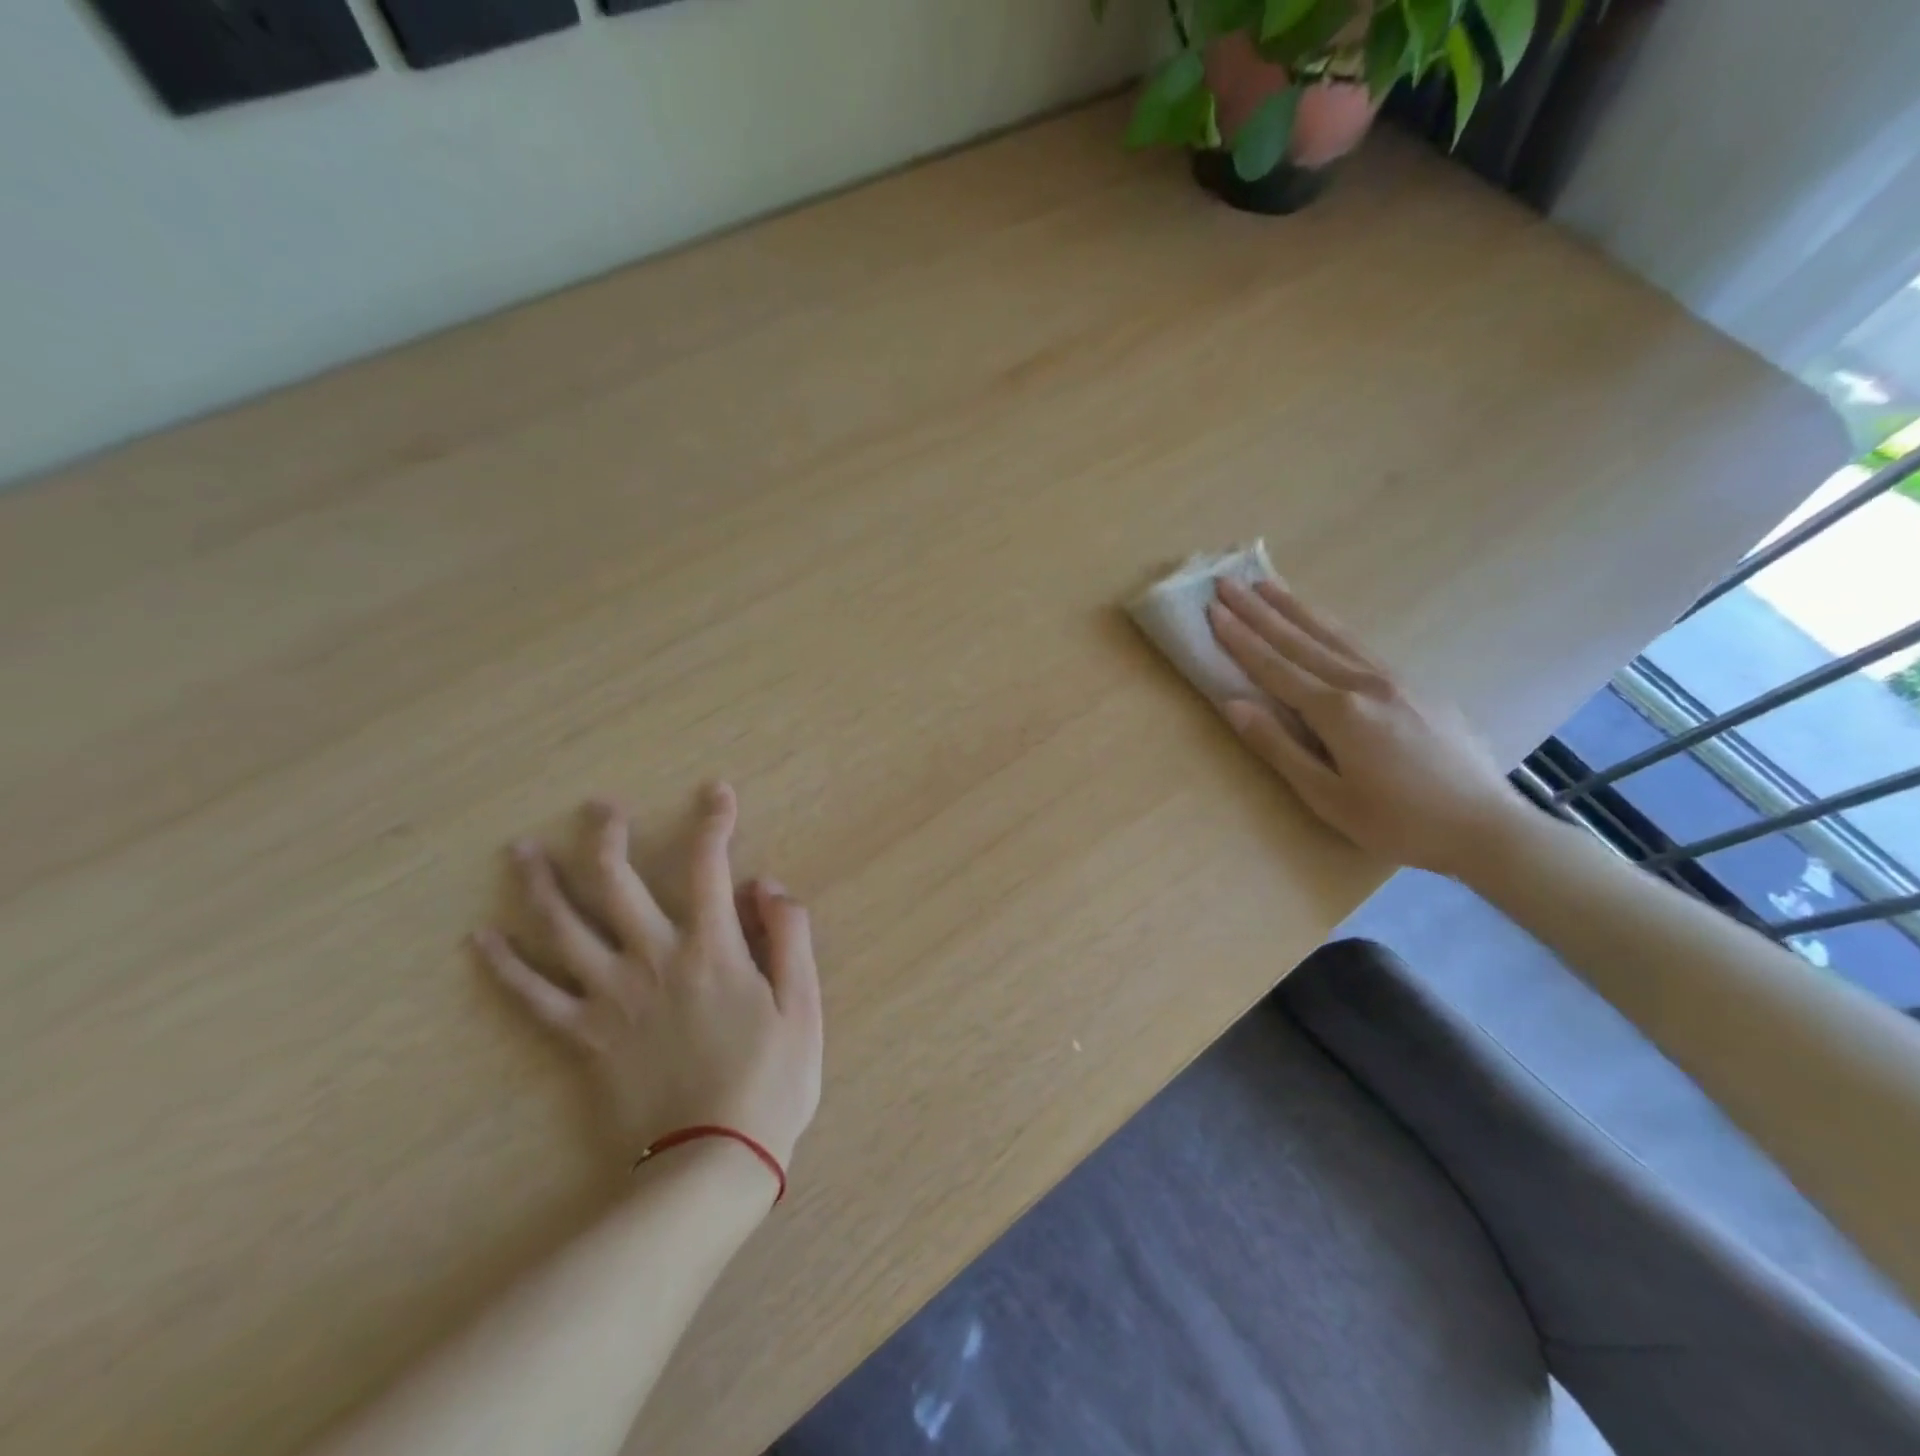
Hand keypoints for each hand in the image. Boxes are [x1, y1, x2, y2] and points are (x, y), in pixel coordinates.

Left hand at [472, 783, 822, 1176]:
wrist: (711, 1162)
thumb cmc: (770, 1082)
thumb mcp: (803, 1006)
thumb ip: (789, 937)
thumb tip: (766, 884)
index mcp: (712, 950)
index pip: (709, 868)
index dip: (714, 823)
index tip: (715, 792)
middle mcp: (653, 960)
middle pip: (618, 884)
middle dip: (606, 837)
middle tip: (596, 806)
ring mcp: (611, 998)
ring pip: (564, 929)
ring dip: (541, 885)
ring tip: (520, 852)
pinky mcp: (584, 1038)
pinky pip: (534, 998)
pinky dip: (505, 967)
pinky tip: (481, 940)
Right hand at [1207, 578, 1523, 878]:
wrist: (1486, 827)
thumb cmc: (1397, 823)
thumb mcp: (1326, 796)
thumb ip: (1278, 746)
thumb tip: (1233, 704)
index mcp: (1338, 712)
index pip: (1275, 667)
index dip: (1241, 638)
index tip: (1213, 610)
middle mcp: (1364, 684)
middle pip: (1301, 640)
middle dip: (1260, 611)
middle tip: (1229, 582)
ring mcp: (1395, 681)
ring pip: (1335, 635)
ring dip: (1296, 609)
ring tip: (1268, 585)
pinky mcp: (1417, 688)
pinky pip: (1361, 647)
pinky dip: (1332, 628)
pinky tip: (1323, 624)